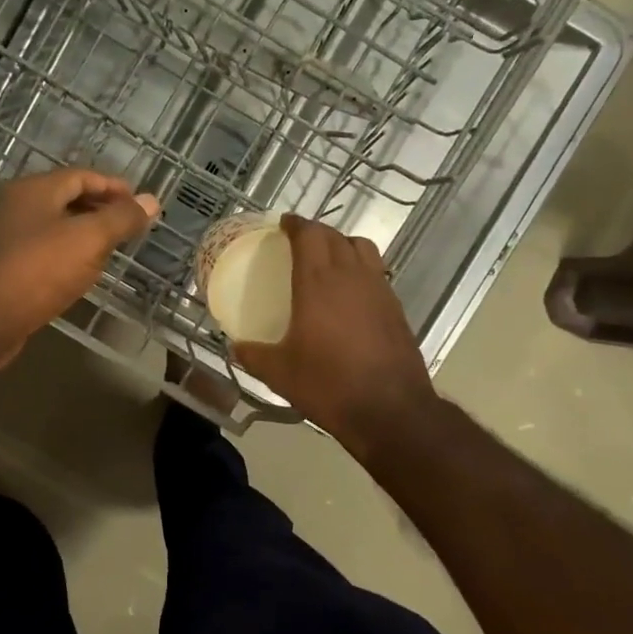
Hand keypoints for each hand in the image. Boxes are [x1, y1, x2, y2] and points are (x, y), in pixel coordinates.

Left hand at [0, 169, 158, 369]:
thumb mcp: (88, 239)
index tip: (140, 203)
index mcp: (35, 190)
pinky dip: (67, 258)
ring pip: (55, 229)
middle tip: (130, 226)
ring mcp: (8, 240)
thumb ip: (121, 219)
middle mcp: (18, 208)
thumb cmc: (37, 269)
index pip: (81, 176)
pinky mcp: (5, 271)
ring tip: (113, 251)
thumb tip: (152, 200)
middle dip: (100, 209)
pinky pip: (44, 255)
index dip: (113, 186)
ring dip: (84, 235)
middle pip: (66, 199)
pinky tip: (81, 276)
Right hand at [232, 214, 438, 452]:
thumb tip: (235, 347)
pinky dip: (361, 270)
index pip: (309, 235)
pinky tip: (351, 294)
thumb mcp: (279, 373)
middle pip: (336, 236)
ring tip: (328, 260)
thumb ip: (253, 355)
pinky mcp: (396, 308)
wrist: (390, 409)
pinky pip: (377, 273)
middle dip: (316, 233)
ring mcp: (379, 289)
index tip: (283, 224)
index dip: (296, 224)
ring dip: (343, 245)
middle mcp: (351, 276)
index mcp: (318, 282)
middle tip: (299, 242)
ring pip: (363, 249)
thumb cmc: (328, 384)